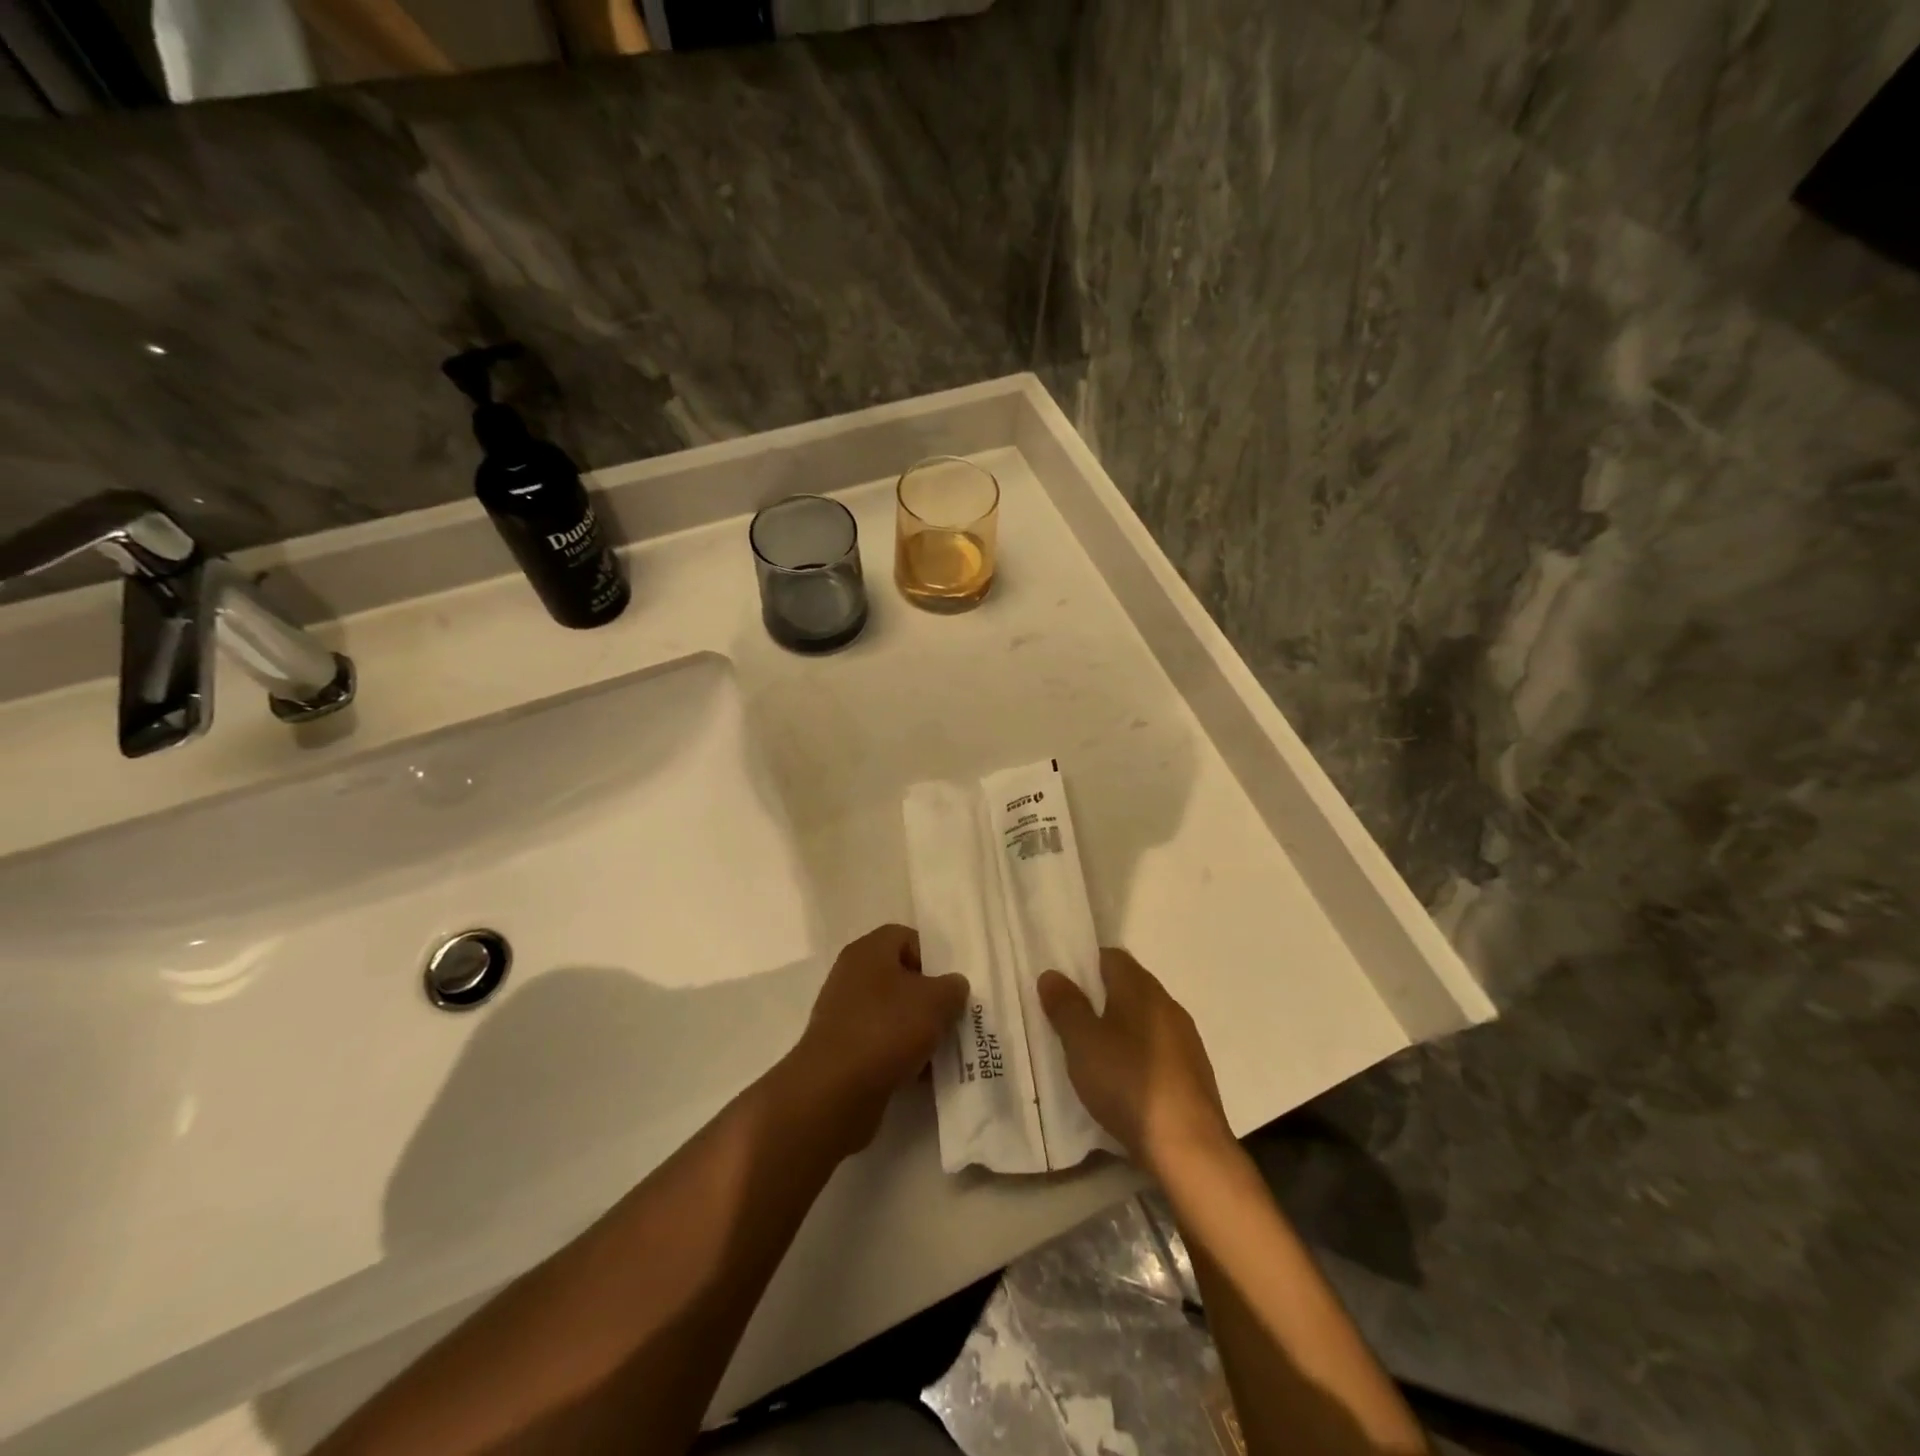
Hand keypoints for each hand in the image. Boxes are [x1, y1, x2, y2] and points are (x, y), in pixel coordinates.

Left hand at [787, 925, 968, 1153]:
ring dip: (917, 1029)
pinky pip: (880, 1043)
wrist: (834, 1091)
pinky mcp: (842, 1049)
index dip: (932, 957)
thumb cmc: (887, 1029)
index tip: (950, 985)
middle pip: (900, 977)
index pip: (906, 937)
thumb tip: (952, 986)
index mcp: (868, 951)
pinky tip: (919, 1074)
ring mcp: (844, 1013)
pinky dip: (900, 1054)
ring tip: (940, 1050)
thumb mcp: (936, 1001)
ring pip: (892, 1013)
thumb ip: (953, 987)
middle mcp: (851, 976)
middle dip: (928, 998)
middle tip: (951, 1018)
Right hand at [1039, 949, 1231, 1174]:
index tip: (1062, 983)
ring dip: (1119, 1028)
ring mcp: (1185, 1040)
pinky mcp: (1193, 1074)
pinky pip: (1157, 1050)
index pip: (1112, 957)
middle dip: (1099, 997)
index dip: (1085, 963)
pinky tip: (1122, 1080)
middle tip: (1068, 1018)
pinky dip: (1137, 1055)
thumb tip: (1052, 974)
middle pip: (1129, 987)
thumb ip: (1066, 1006)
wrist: (1188, 1148)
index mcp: (1141, 989)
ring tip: (1091, 1051)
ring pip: (1144, 1020)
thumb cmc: (1128, 1082)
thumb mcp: (1082, 1043)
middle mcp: (1168, 1005)